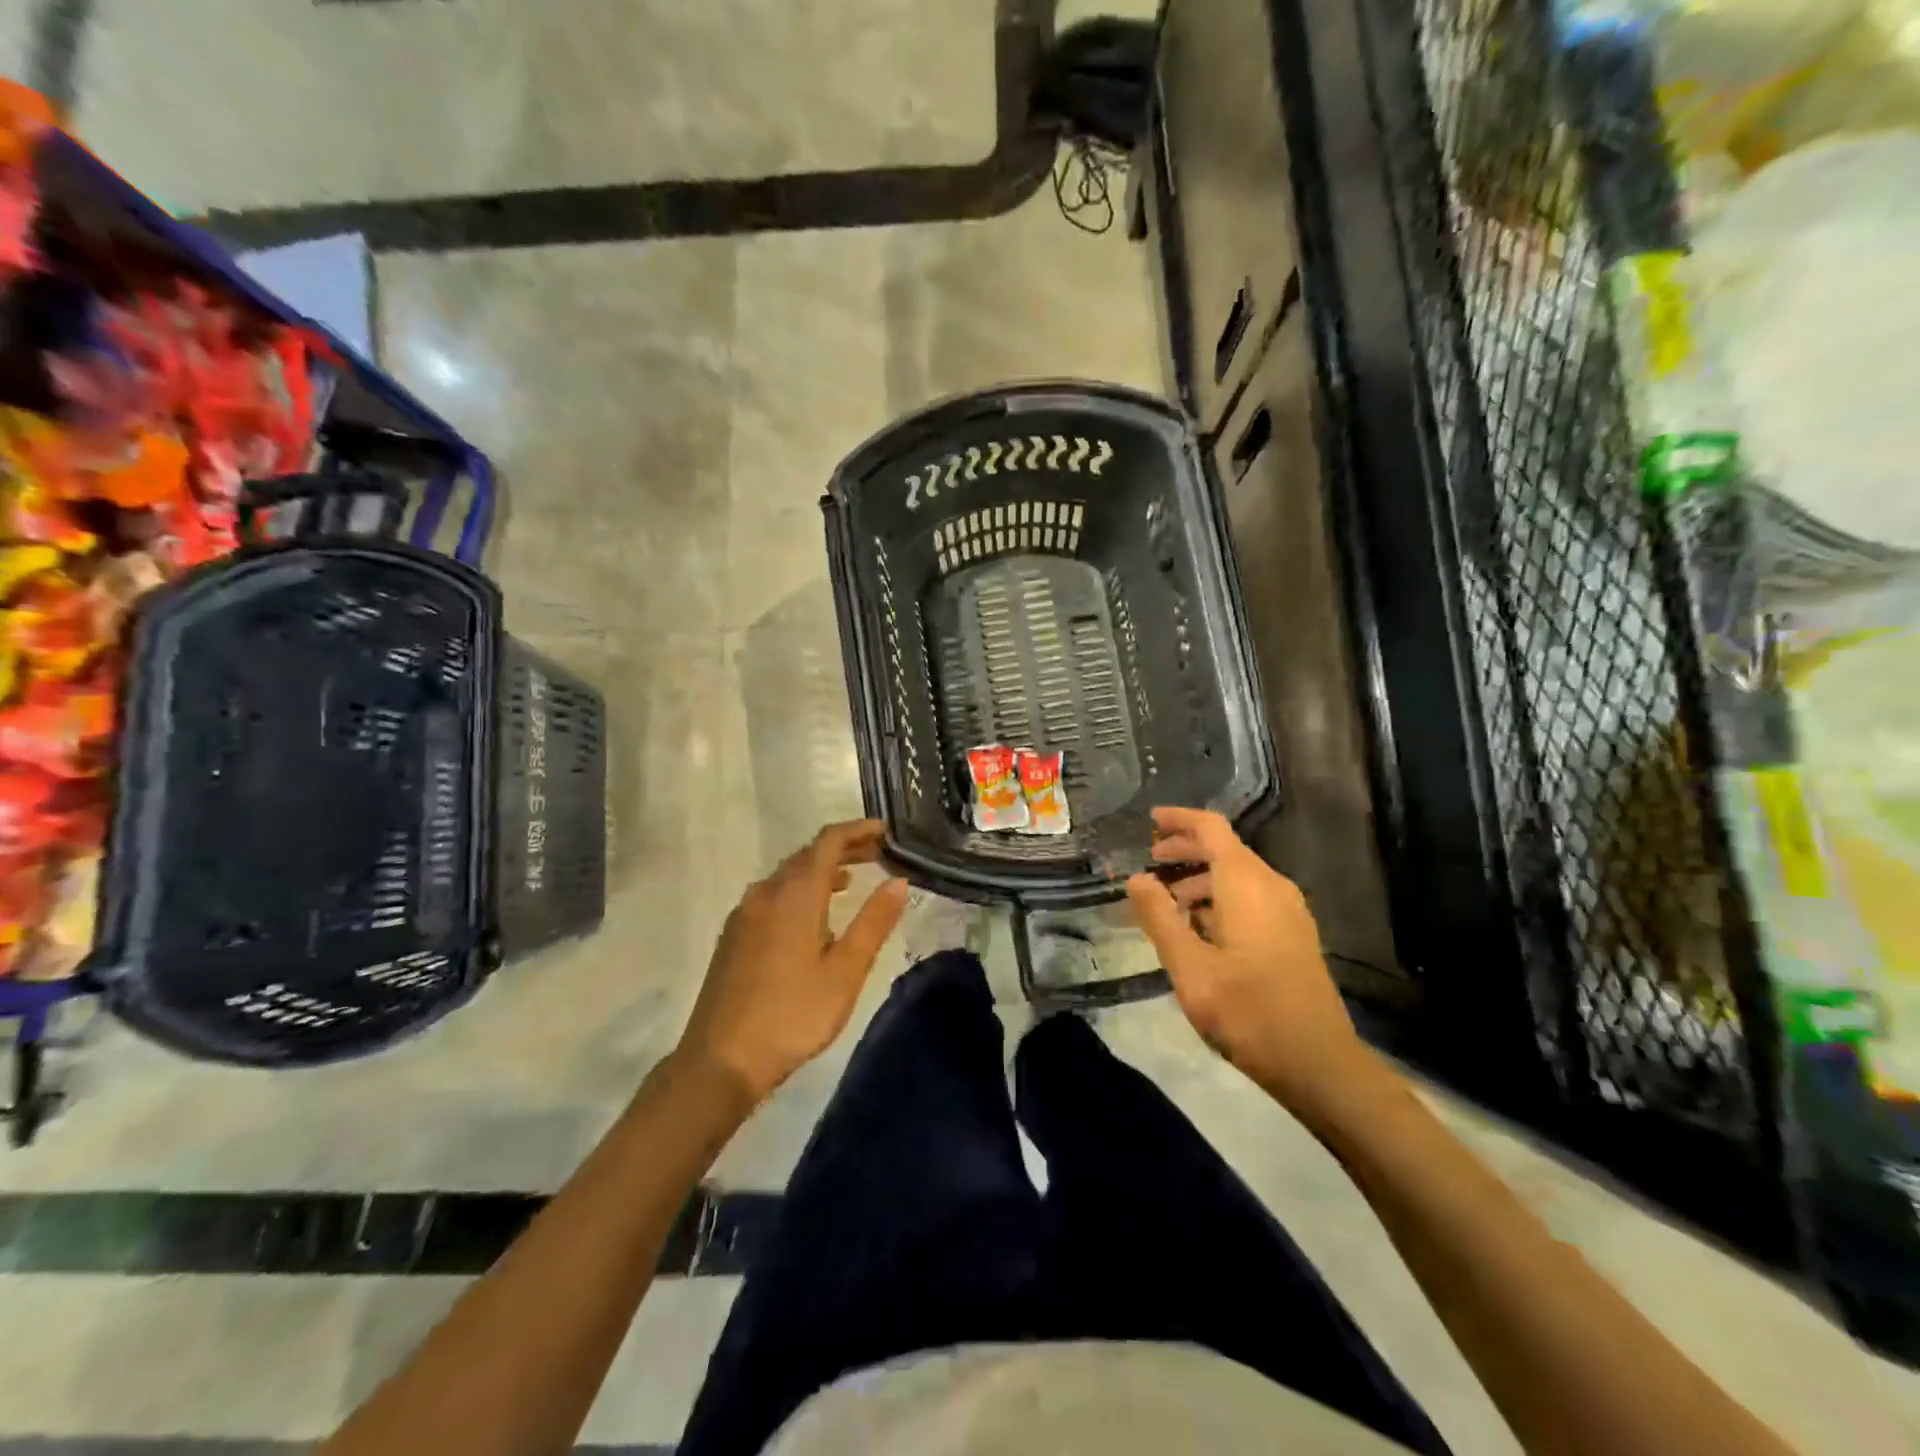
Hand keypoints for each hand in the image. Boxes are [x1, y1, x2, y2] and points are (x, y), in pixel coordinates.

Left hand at [678, 820, 909, 1103]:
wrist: (720, 1060)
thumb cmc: (793, 1014)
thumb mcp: (845, 971)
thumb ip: (874, 921)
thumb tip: (899, 881)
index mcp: (794, 894)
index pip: (828, 842)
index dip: (857, 830)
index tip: (886, 830)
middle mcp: (765, 893)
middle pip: (807, 855)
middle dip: (843, 848)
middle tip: (877, 853)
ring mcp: (744, 914)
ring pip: (787, 876)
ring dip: (820, 870)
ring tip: (851, 880)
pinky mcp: (734, 936)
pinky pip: (772, 896)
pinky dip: (800, 891)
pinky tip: (812, 917)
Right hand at [1126, 806, 1371, 1120]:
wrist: (1318, 1063)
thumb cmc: (1247, 1011)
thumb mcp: (1189, 967)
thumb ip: (1159, 918)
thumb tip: (1136, 878)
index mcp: (1246, 884)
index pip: (1211, 829)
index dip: (1179, 819)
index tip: (1150, 820)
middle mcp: (1272, 886)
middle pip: (1226, 849)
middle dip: (1185, 849)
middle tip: (1149, 863)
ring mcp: (1289, 910)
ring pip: (1239, 875)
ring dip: (1201, 877)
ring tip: (1168, 902)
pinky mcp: (1294, 934)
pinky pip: (1252, 897)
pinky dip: (1221, 897)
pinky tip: (1201, 928)